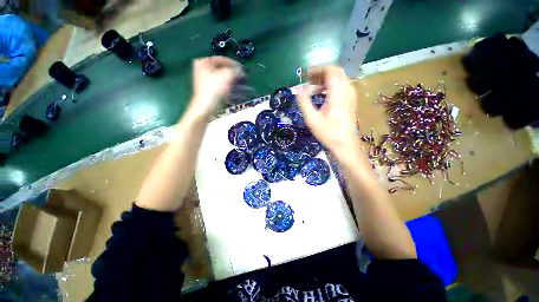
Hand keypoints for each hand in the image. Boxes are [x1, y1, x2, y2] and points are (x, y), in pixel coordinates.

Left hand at [189, 56, 241, 117]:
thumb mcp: (226, 75)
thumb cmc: (214, 88)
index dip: (233, 63)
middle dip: (232, 71)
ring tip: (238, 81)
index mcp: (203, 62)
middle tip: (240, 75)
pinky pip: (219, 83)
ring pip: (220, 76)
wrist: (206, 106)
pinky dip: (226, 84)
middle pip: (221, 67)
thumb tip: (241, 70)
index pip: (221, 59)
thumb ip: (235, 70)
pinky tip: (231, 88)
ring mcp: (204, 79)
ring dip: (230, 78)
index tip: (242, 68)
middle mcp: (202, 68)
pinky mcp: (207, 88)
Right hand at [297, 66, 359, 158]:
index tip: (305, 74)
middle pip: (335, 72)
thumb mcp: (312, 118)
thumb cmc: (328, 133)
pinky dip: (330, 86)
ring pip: (339, 79)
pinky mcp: (351, 100)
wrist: (345, 144)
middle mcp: (347, 90)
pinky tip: (322, 95)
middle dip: (320, 74)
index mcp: (338, 92)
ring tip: (312, 88)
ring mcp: (351, 95)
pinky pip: (341, 86)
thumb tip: (297, 89)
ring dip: (325, 80)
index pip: (330, 70)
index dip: (317, 69)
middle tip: (307, 80)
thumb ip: (303, 102)